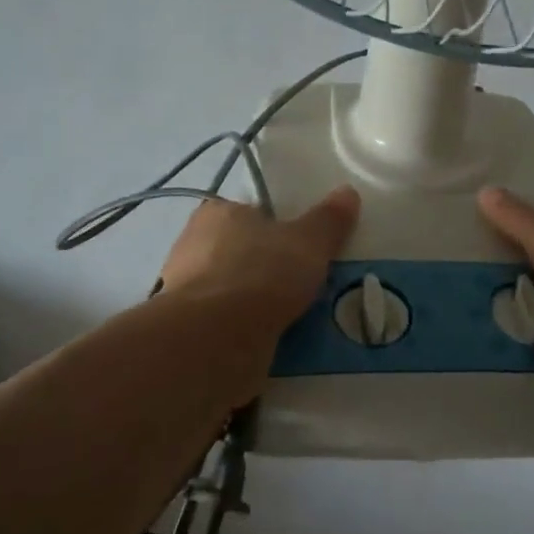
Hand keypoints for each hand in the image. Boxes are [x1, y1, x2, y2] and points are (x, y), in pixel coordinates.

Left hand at [159, 186, 360, 337]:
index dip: (276, 229)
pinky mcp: (187, 329)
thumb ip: (328, 219)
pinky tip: (271, 341)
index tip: (300, 250)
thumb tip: (348, 192)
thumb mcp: (309, 242)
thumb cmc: (261, 273)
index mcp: (217, 212)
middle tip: (303, 285)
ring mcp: (185, 290)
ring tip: (293, 318)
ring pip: (233, 291)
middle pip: (241, 252)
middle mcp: (192, 244)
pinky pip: (225, 323)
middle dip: (268, 268)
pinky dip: (244, 330)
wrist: (216, 339)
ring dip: (256, 303)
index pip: (251, 213)